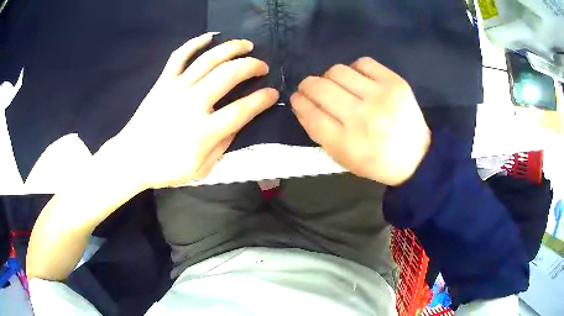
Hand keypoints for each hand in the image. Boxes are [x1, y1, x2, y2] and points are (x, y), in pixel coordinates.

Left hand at [113, 33, 278, 188]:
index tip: (273, 93)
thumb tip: (237, 123)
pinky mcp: (163, 82)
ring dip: (232, 48)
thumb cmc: (166, 168)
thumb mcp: (201, 170)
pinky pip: (180, 56)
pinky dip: (195, 42)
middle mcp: (193, 104)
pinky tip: (210, 36)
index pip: (243, 109)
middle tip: (263, 66)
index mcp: (204, 131)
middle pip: (229, 74)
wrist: (132, 158)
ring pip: (209, 59)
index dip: (262, 99)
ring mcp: (176, 88)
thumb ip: (223, 146)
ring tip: (247, 45)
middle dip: (252, 66)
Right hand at [291, 57, 429, 185]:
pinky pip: (363, 63)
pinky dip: (354, 69)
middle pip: (320, 88)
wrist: (416, 157)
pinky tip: (357, 79)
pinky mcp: (395, 83)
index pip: (311, 114)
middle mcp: (361, 118)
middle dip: (308, 85)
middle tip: (311, 88)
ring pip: (338, 71)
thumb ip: (319, 132)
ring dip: (329, 76)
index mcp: (346, 143)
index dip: (299, 102)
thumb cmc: (376, 162)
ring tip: (337, 85)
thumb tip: (301, 105)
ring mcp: (380, 97)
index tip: (297, 97)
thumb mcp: (342, 158)